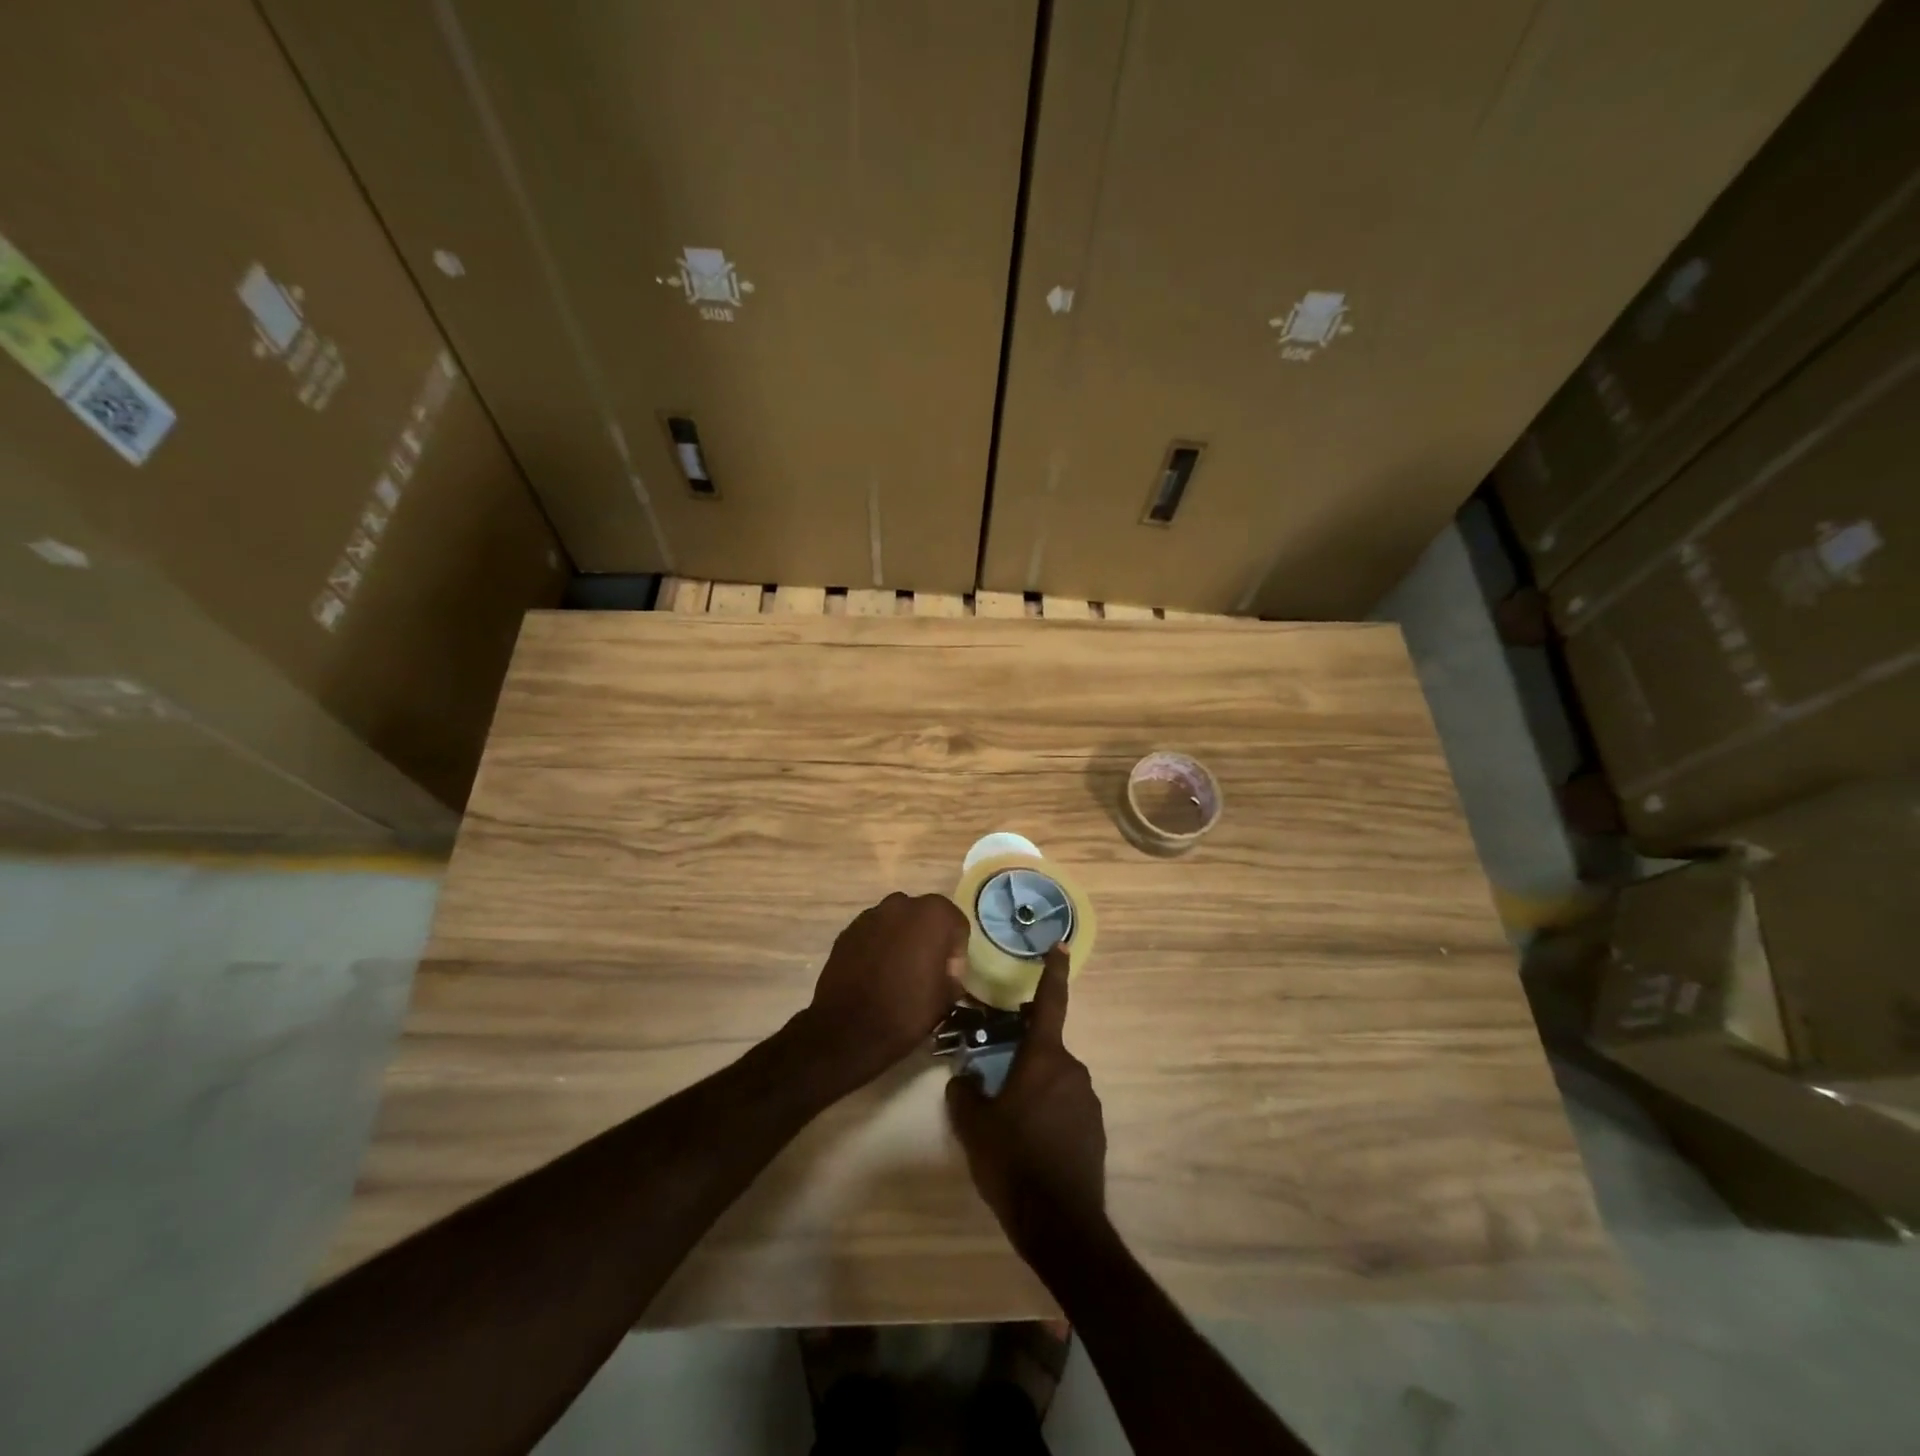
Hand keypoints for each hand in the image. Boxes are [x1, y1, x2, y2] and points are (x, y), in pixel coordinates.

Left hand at [801, 892, 967, 1088]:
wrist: (848, 1030)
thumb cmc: (906, 1011)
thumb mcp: (946, 998)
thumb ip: (953, 975)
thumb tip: (946, 972)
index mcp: (933, 914)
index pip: (956, 924)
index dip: (956, 952)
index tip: (948, 976)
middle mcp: (902, 904)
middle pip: (925, 917)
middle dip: (928, 939)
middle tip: (926, 971)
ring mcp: (870, 915)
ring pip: (897, 923)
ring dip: (902, 940)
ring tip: (898, 973)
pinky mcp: (847, 931)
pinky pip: (873, 934)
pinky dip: (878, 947)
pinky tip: (875, 975)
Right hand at [946, 947, 1106, 1265]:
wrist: (1061, 1226)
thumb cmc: (1014, 1164)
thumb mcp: (975, 1128)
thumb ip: (965, 1094)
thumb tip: (964, 1080)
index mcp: (1044, 1059)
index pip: (1050, 1003)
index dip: (1053, 972)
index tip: (1060, 945)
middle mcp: (1072, 1070)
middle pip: (1044, 1050)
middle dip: (1022, 1058)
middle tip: (995, 1081)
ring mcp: (1088, 1101)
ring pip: (1054, 1081)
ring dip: (1034, 1090)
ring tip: (1009, 1124)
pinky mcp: (1095, 1130)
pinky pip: (1066, 1107)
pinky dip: (1048, 1114)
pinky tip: (1030, 1145)